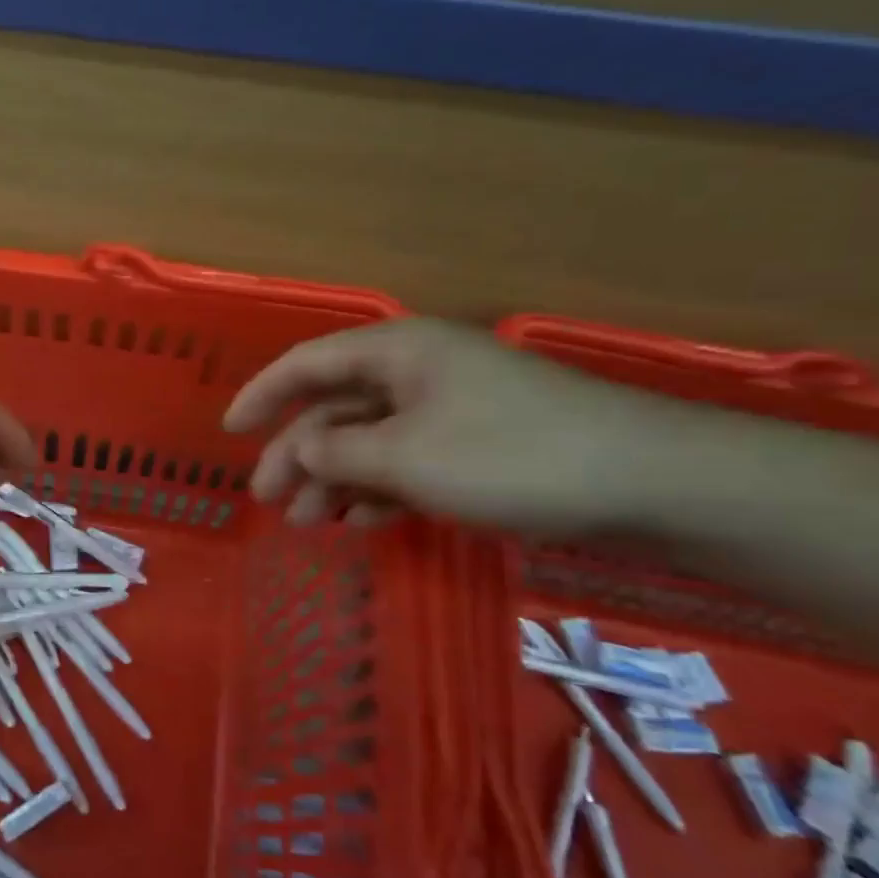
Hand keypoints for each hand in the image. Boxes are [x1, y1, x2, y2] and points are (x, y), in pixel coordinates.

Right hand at [223, 318, 679, 536]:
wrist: (651, 482)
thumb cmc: (511, 455)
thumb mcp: (406, 457)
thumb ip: (337, 454)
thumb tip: (299, 453)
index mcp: (396, 352)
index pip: (307, 364)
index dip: (262, 395)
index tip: (228, 430)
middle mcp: (416, 372)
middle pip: (334, 409)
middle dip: (295, 454)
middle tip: (266, 501)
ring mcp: (448, 410)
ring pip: (368, 441)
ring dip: (334, 480)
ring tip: (308, 525)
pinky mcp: (477, 446)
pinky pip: (406, 462)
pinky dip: (379, 491)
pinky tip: (363, 524)